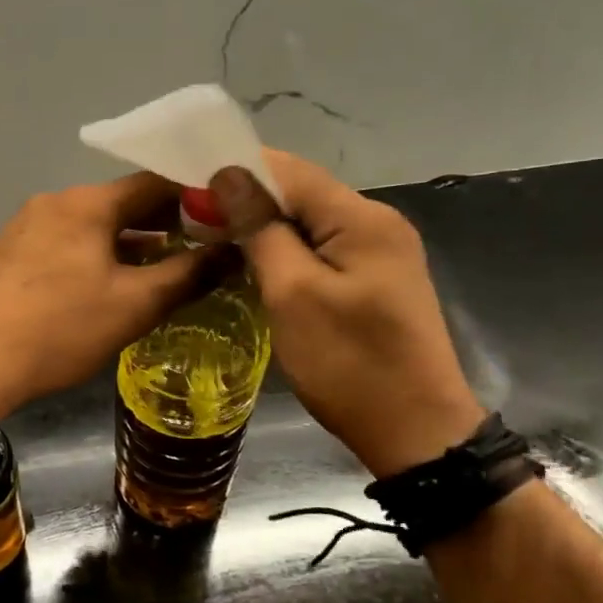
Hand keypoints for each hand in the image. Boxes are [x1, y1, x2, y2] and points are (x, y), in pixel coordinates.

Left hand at [0, 173, 207, 422]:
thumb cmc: (59, 329)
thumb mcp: (134, 305)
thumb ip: (188, 275)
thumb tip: (233, 254)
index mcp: (85, 203)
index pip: (154, 182)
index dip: (196, 196)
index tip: (228, 215)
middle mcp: (54, 203)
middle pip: (122, 202)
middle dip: (165, 222)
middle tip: (206, 244)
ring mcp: (27, 227)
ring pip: (94, 225)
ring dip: (131, 242)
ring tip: (168, 266)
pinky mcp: (12, 254)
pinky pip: (68, 243)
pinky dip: (99, 255)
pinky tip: (114, 283)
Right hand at [212, 150, 483, 476]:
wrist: (416, 432)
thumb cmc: (349, 364)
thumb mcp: (293, 294)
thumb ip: (261, 229)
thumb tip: (228, 175)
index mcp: (361, 218)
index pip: (289, 169)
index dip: (236, 171)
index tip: (186, 189)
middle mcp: (376, 222)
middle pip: (300, 191)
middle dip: (246, 199)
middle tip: (192, 221)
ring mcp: (380, 250)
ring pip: (309, 220)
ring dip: (263, 225)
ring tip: (213, 238)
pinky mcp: (375, 278)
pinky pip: (322, 246)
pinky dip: (285, 248)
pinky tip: (255, 262)